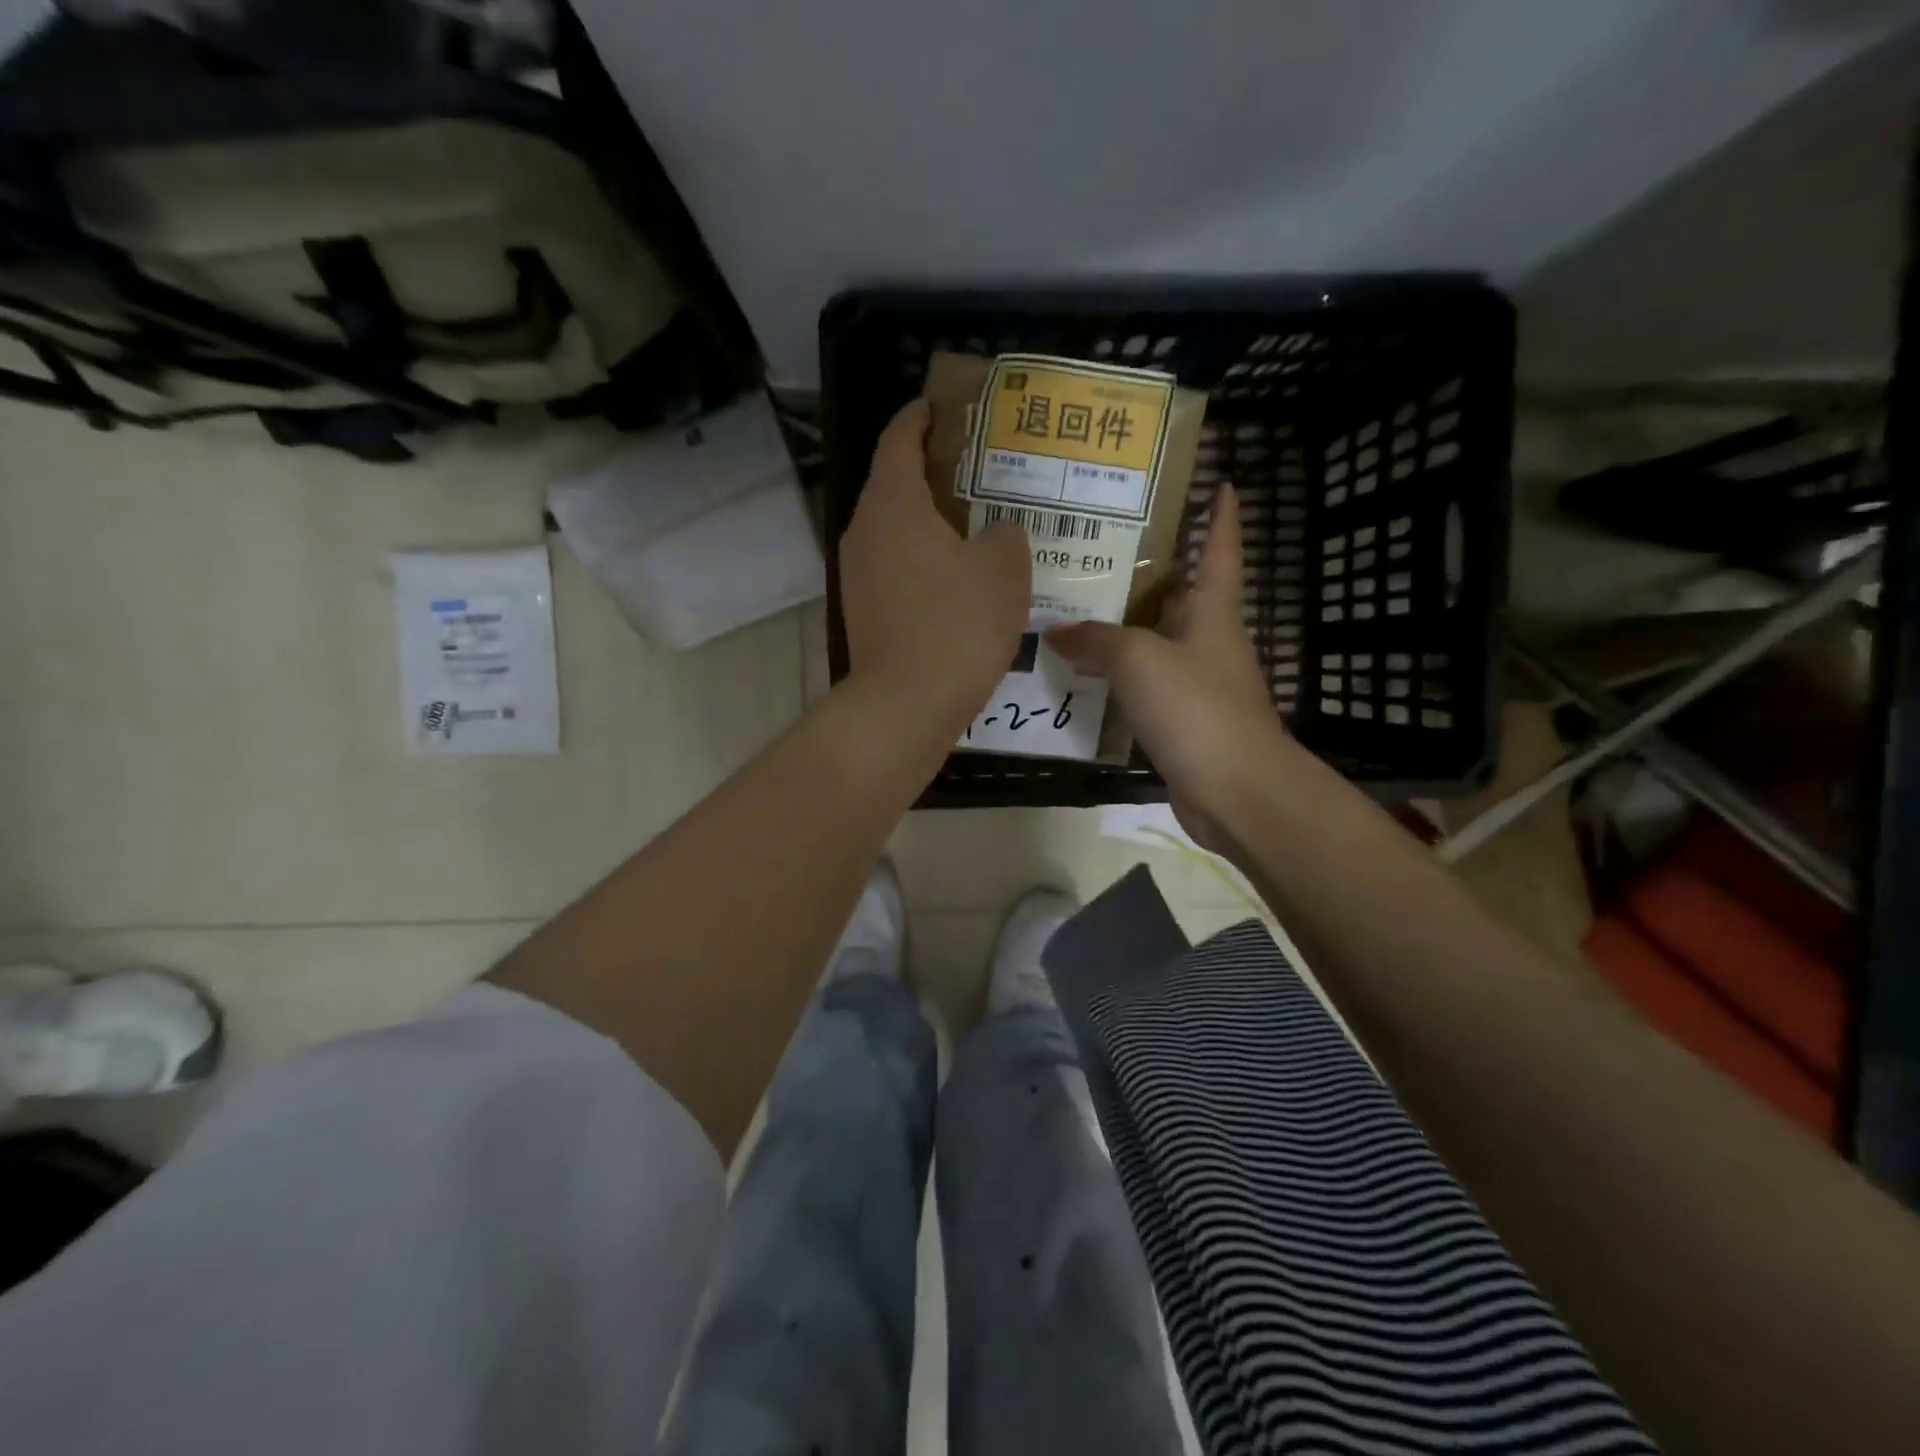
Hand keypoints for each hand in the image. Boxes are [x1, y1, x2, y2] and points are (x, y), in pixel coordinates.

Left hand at [841, 400, 1030, 727]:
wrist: (906, 704)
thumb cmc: (957, 624)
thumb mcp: (1004, 570)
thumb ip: (1006, 535)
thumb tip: (997, 533)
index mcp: (892, 503)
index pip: (899, 438)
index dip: (920, 417)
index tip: (942, 407)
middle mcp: (863, 531)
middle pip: (894, 484)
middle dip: (932, 471)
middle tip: (978, 470)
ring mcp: (857, 575)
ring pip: (895, 531)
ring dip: (929, 522)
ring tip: (975, 524)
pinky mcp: (863, 612)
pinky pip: (895, 568)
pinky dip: (922, 561)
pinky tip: (957, 578)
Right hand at [1048, 483, 1286, 851]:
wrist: (1234, 790)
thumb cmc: (1196, 707)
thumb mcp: (1139, 660)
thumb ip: (1095, 640)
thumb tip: (1054, 631)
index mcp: (1213, 612)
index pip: (1220, 550)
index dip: (1221, 516)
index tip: (1223, 482)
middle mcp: (1209, 641)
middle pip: (1183, 594)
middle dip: (1154, 570)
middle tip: (1105, 548)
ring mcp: (1199, 683)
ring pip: (1159, 641)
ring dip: (1128, 626)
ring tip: (1081, 606)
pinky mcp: (1184, 721)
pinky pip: (1146, 684)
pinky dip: (1120, 675)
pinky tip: (1087, 673)